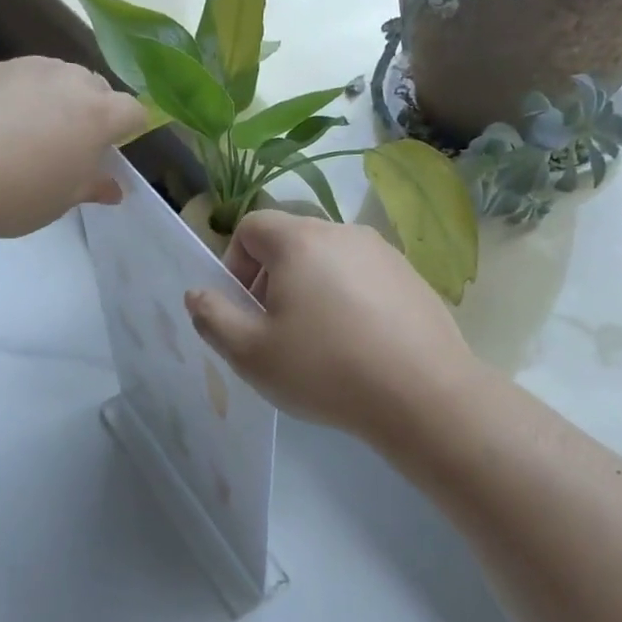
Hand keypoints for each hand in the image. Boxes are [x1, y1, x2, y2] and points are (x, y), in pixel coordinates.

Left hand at [0, 58, 148, 240]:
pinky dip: (3, 100)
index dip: (129, 130)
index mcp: (94, 113)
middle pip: (91, 86)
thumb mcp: (59, 201)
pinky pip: (2, 81)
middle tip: (69, 148)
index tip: (112, 152)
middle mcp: (61, 77)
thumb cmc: (13, 194)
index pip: (133, 111)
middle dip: (89, 110)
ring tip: (22, 138)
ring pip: (46, 77)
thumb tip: (113, 187)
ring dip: (46, 101)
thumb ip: (90, 186)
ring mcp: (15, 67)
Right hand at [184, 211, 480, 447]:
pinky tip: (357, 346)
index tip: (243, 308)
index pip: (251, 227)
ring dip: (310, 291)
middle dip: (271, 280)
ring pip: (329, 261)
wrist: (423, 395)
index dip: (234, 264)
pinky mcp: (412, 278)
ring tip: (318, 343)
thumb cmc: (325, 370)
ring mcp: (384, 253)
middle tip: (274, 331)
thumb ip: (213, 318)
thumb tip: (198, 294)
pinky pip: (363, 279)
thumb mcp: (251, 354)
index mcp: (300, 241)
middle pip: (291, 242)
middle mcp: (343, 233)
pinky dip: (348, 301)